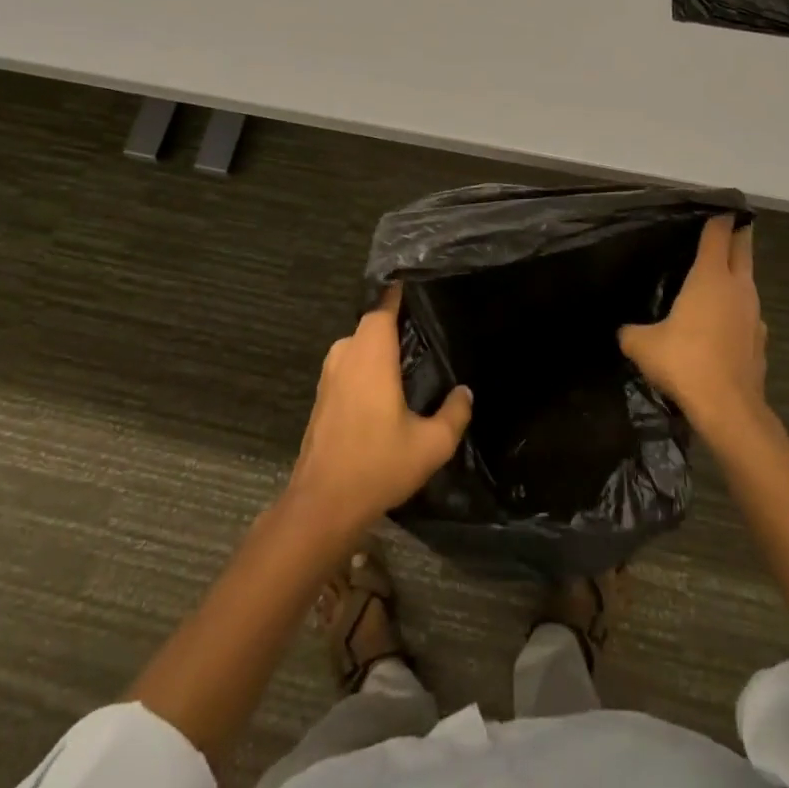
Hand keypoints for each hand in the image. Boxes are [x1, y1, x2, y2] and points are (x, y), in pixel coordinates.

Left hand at [284, 285, 472, 544]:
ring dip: (377, 345)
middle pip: (370, 324)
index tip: (414, 283)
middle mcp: (347, 355)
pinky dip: (365, 365)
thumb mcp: (431, 444)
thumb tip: (465, 391)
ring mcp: (329, 376)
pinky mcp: (322, 397)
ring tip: (408, 355)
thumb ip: (455, 414)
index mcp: (371, 355)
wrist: (322, 504)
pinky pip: (348, 365)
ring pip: (356, 345)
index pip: (383, 307)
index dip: (397, 294)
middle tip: (423, 325)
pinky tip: (385, 386)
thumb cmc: (378, 465)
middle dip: (393, 321)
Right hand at [619, 215, 765, 442]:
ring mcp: (754, 315)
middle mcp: (738, 288)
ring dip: (737, 274)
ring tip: (717, 275)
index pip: (718, 233)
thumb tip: (625, 331)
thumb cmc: (685, 362)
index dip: (718, 218)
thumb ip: (631, 331)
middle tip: (726, 226)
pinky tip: (721, 323)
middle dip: (737, 234)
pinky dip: (737, 309)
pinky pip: (747, 313)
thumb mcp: (642, 345)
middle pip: (743, 249)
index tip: (715, 207)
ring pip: (747, 282)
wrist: (729, 409)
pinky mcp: (760, 341)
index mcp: (711, 276)